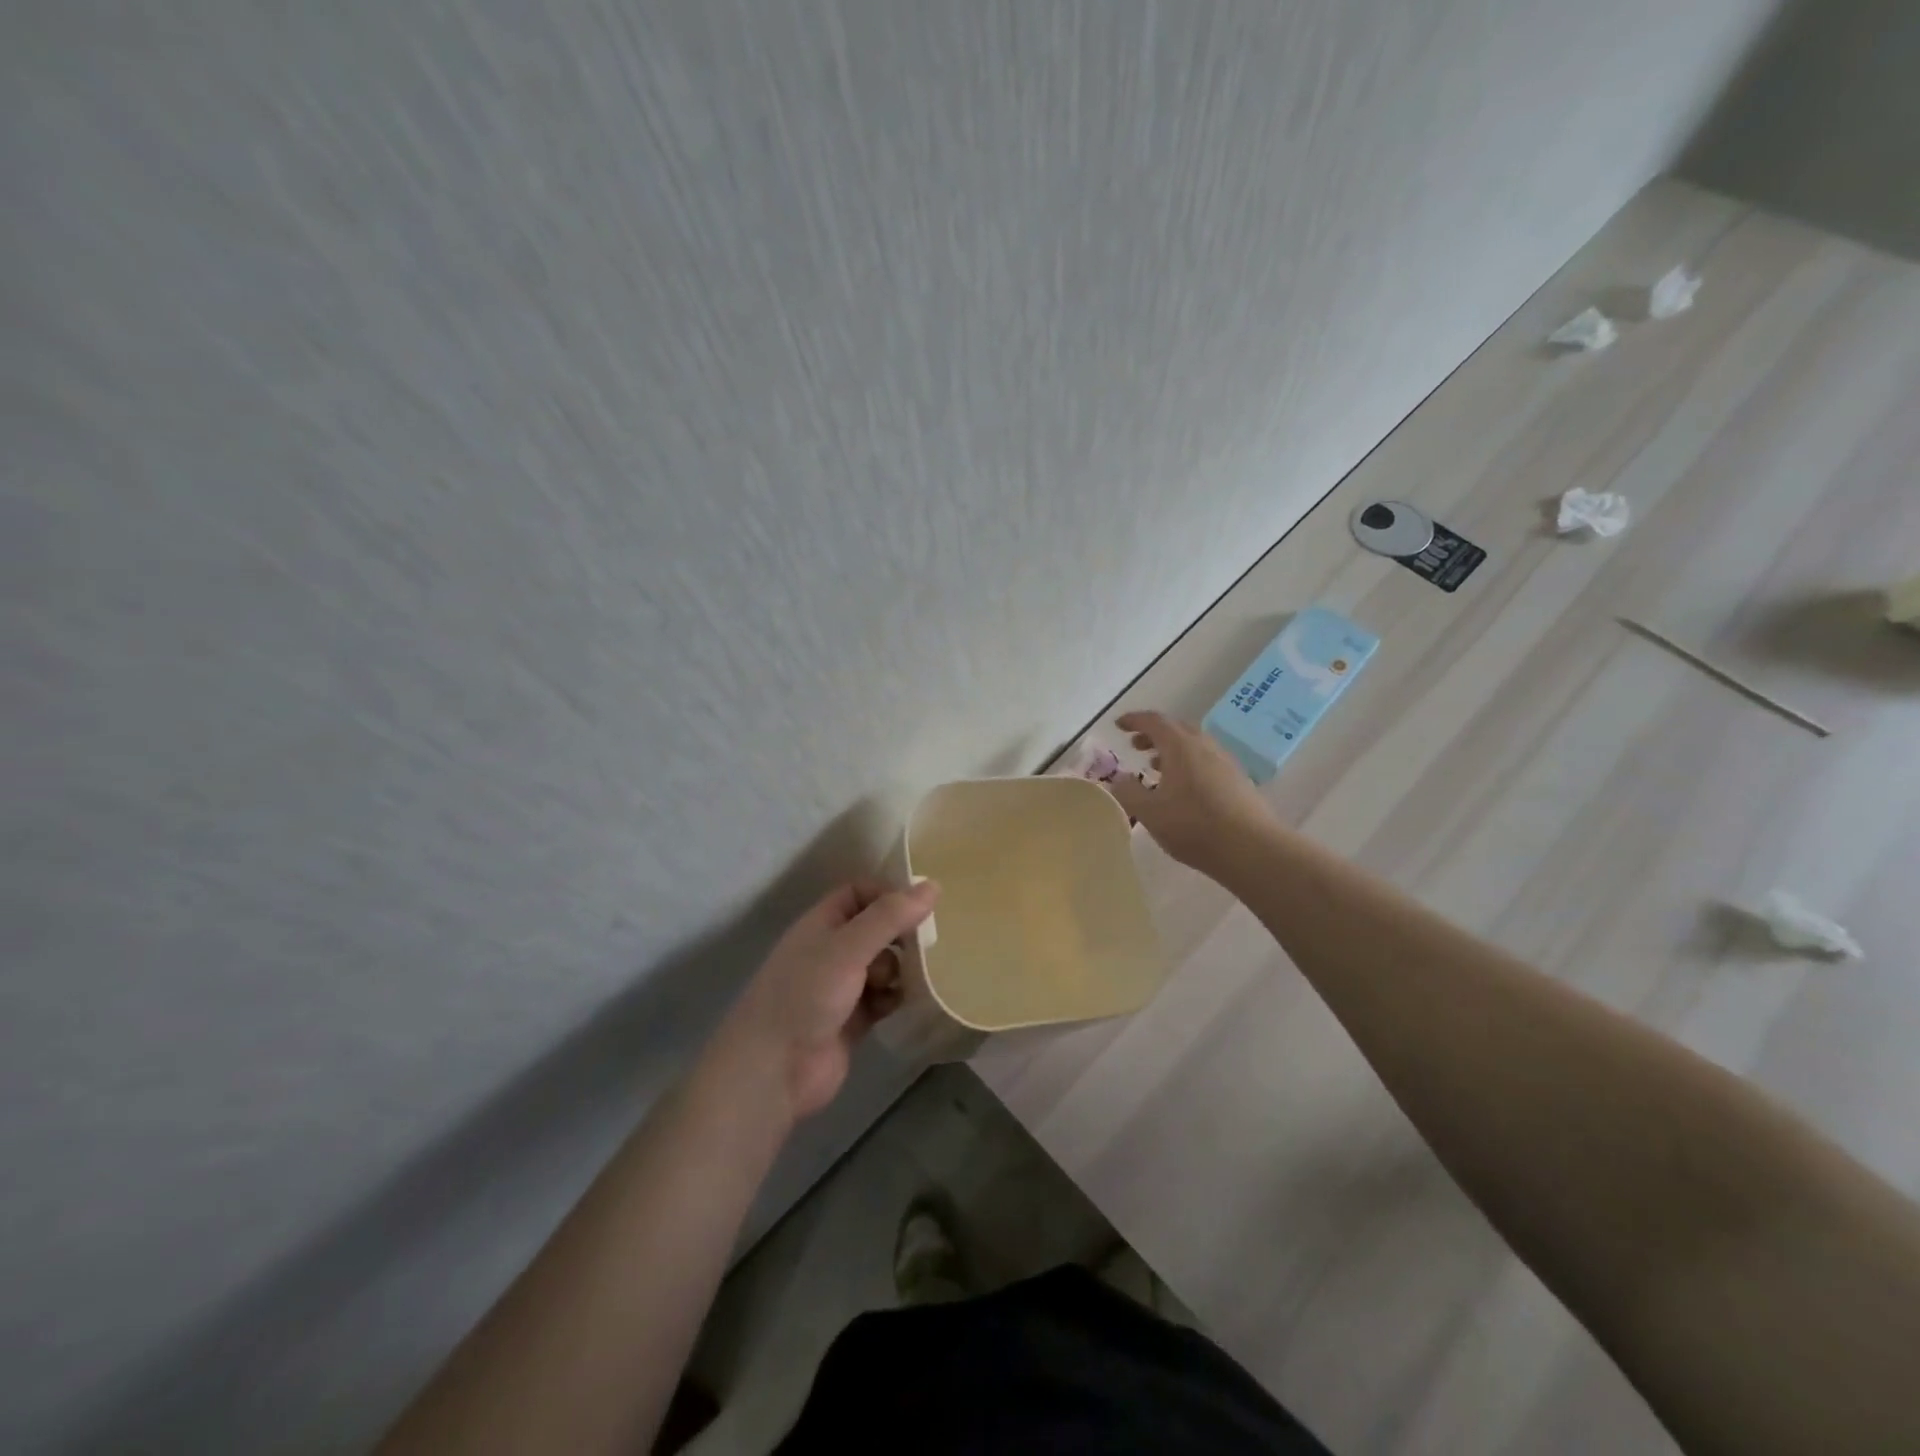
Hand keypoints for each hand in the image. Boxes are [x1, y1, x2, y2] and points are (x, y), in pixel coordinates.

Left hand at [711, 880, 939, 1124]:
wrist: (774, 1070)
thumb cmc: (807, 995)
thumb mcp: (849, 947)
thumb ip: (889, 917)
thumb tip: (933, 886)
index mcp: (822, 924)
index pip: (858, 893)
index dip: (887, 894)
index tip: (920, 906)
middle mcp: (831, 951)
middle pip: (875, 929)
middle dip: (900, 935)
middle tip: (925, 944)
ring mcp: (841, 987)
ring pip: (882, 965)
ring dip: (900, 969)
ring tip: (909, 980)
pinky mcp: (852, 1020)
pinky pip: (883, 998)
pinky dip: (895, 998)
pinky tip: (902, 1003)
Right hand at [1108, 711, 1275, 873]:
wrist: (1252, 849)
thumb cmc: (1194, 826)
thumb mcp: (1149, 813)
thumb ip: (1128, 792)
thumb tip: (1119, 779)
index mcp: (1181, 746)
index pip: (1154, 721)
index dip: (1134, 720)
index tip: (1119, 725)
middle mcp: (1204, 746)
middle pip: (1177, 728)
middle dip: (1154, 733)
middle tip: (1136, 745)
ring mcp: (1225, 762)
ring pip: (1194, 745)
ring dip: (1172, 750)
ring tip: (1156, 768)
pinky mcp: (1238, 781)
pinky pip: (1207, 760)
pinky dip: (1188, 763)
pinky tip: (1183, 788)